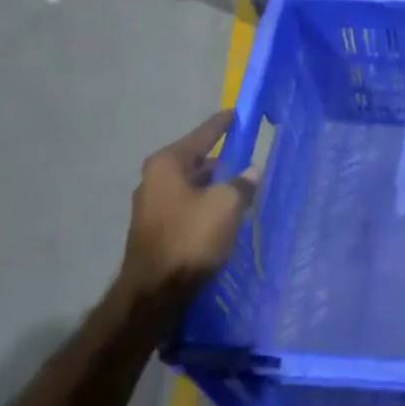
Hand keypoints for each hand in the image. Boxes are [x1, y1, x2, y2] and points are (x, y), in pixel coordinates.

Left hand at [120, 110, 258, 304]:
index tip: (241, 113)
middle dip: (225, 161)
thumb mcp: (226, 205)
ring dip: (217, 186)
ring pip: (194, 185)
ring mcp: (152, 204)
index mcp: (168, 163)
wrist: (155, 292)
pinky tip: (226, 215)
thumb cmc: (190, 237)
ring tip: (245, 190)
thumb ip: (242, 182)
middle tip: (252, 160)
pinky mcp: (156, 228)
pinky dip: (207, 205)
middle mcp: (155, 178)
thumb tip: (252, 171)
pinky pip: (188, 205)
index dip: (225, 123)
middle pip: (198, 160)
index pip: (204, 134)